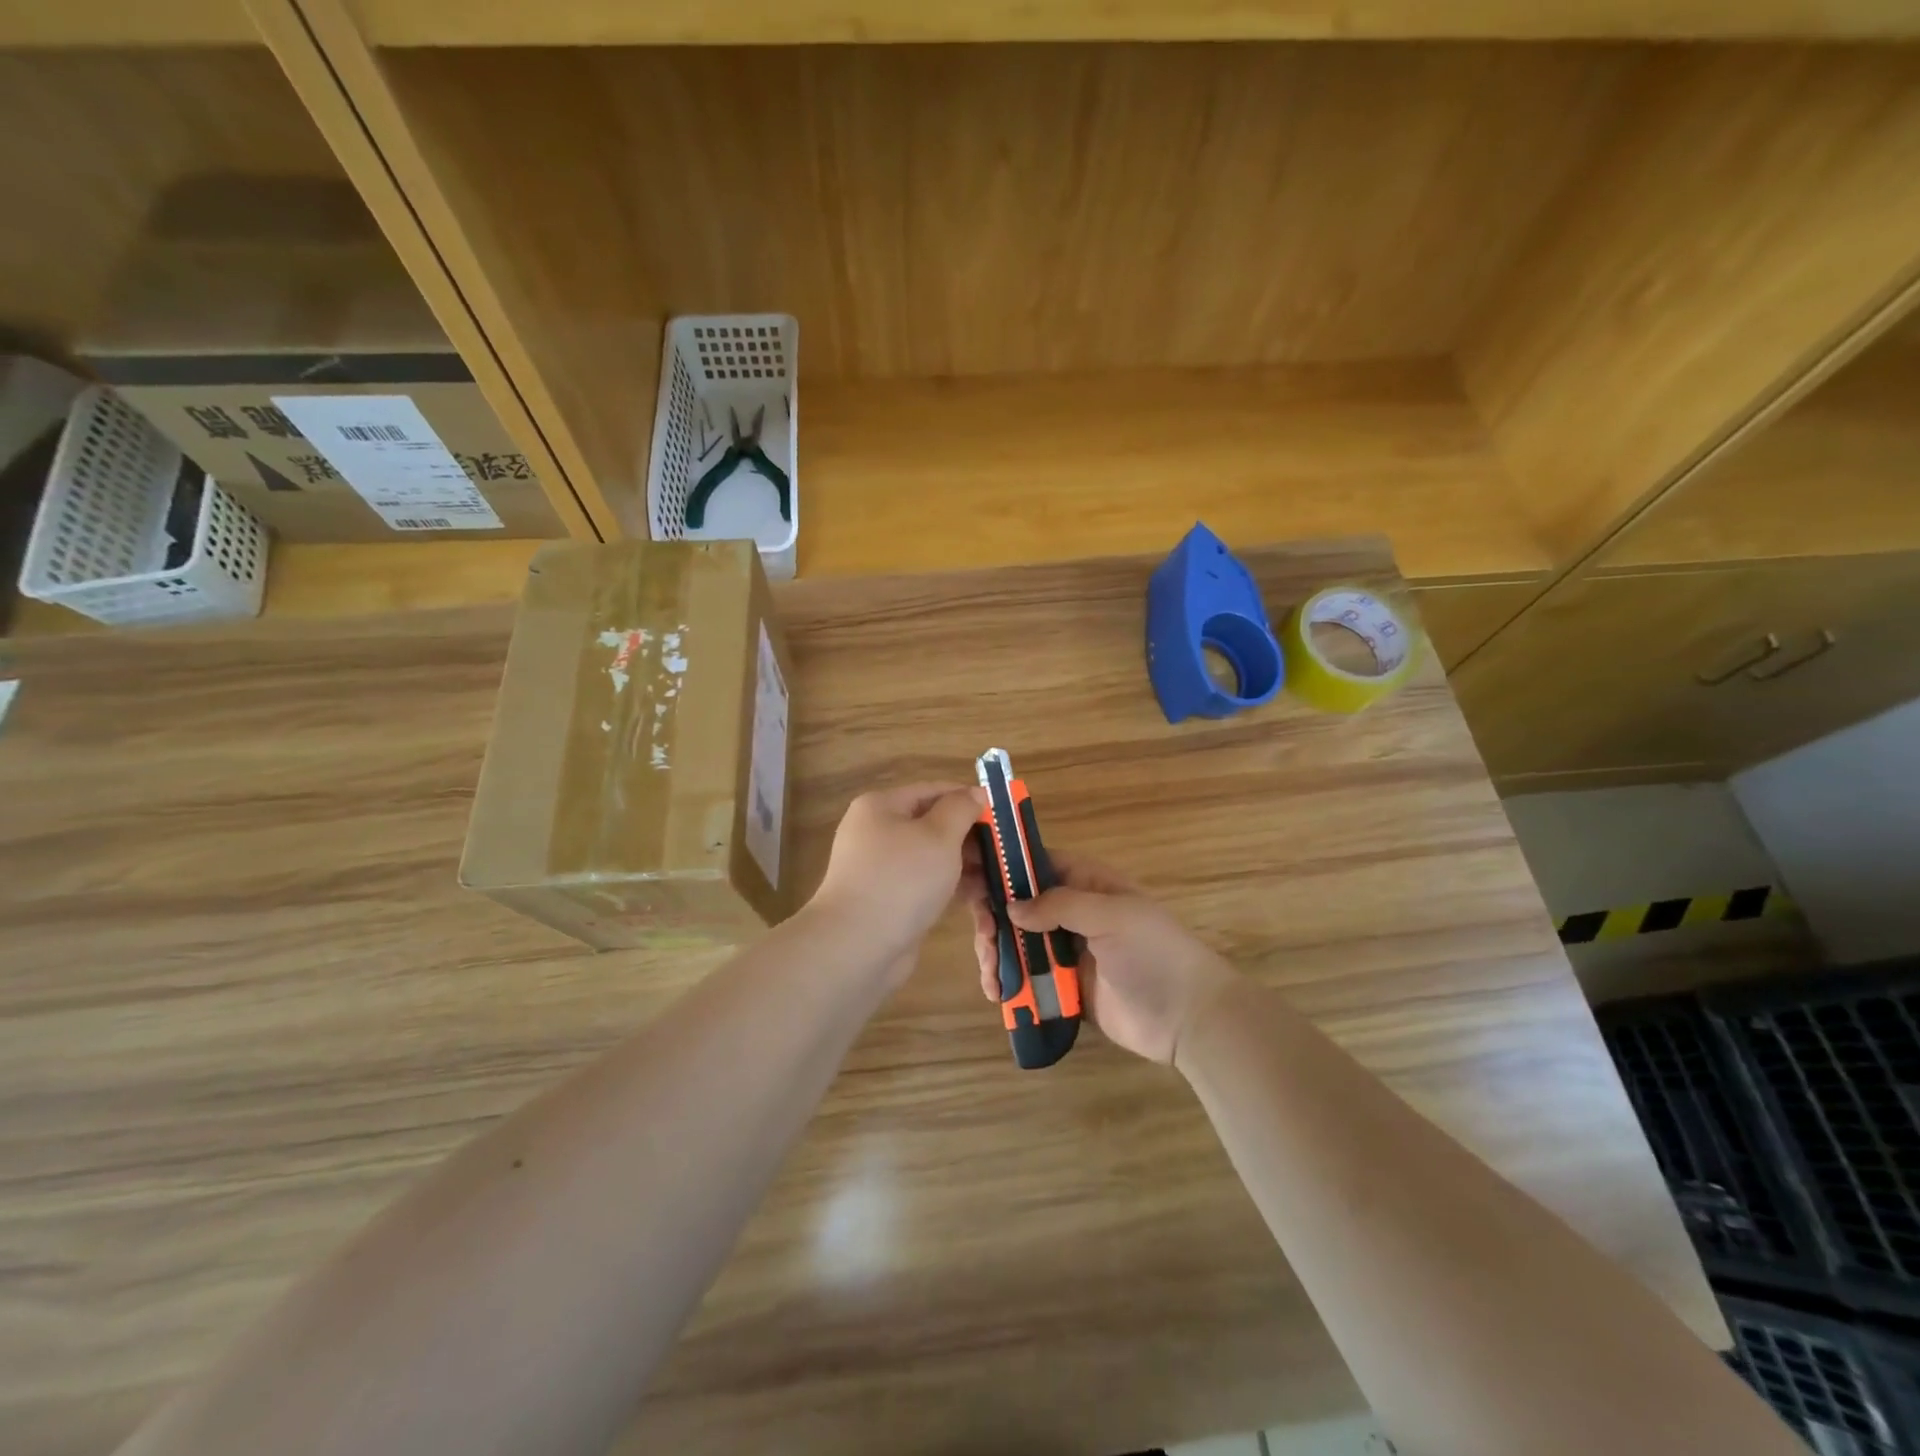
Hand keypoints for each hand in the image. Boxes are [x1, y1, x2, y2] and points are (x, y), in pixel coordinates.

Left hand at [811, 783, 985, 964]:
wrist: (857, 946)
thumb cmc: (902, 879)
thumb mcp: (939, 836)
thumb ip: (960, 809)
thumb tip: (974, 793)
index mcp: (881, 807)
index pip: (932, 791)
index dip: (968, 798)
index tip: (1002, 813)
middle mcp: (877, 833)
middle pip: (932, 824)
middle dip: (970, 836)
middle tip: (1005, 849)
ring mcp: (881, 869)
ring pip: (932, 857)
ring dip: (965, 863)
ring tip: (1000, 875)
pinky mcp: (889, 900)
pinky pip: (926, 884)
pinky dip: (951, 886)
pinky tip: (981, 896)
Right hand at [965, 855, 1239, 1064]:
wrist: (1189, 1017)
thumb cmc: (1154, 953)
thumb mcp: (1111, 916)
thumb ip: (1059, 905)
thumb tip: (1011, 908)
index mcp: (1087, 884)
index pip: (1037, 864)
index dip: (1003, 866)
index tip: (968, 876)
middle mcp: (1072, 913)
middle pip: (1018, 905)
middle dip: (994, 918)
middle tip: (985, 939)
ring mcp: (1067, 951)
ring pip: (1017, 942)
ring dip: (996, 953)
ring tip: (991, 975)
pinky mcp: (1064, 987)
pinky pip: (1027, 978)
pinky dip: (1008, 983)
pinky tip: (998, 994)